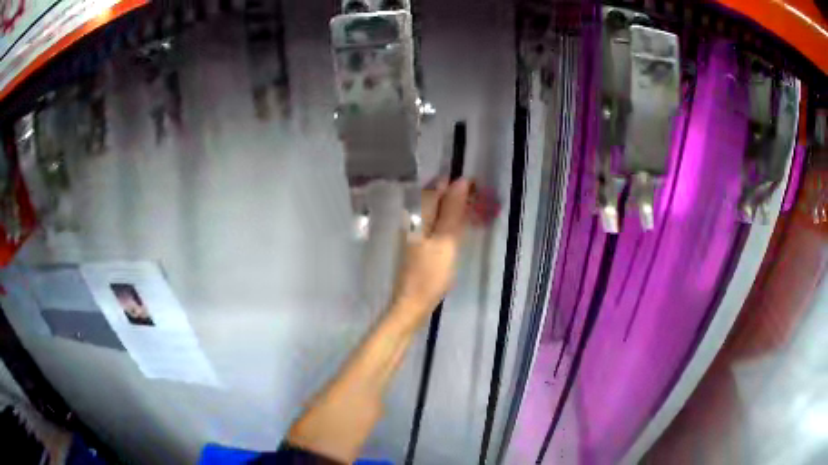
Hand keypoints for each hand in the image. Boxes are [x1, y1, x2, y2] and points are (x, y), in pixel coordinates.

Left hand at [393, 178, 472, 327]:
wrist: (414, 302)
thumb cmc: (431, 273)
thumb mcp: (446, 240)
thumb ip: (452, 210)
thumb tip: (461, 180)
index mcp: (418, 213)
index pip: (438, 186)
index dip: (458, 184)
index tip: (478, 188)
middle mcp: (414, 216)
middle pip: (437, 196)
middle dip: (459, 194)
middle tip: (481, 199)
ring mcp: (416, 229)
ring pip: (438, 209)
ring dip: (457, 207)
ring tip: (476, 210)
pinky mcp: (421, 241)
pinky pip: (437, 222)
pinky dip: (451, 220)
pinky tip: (462, 225)